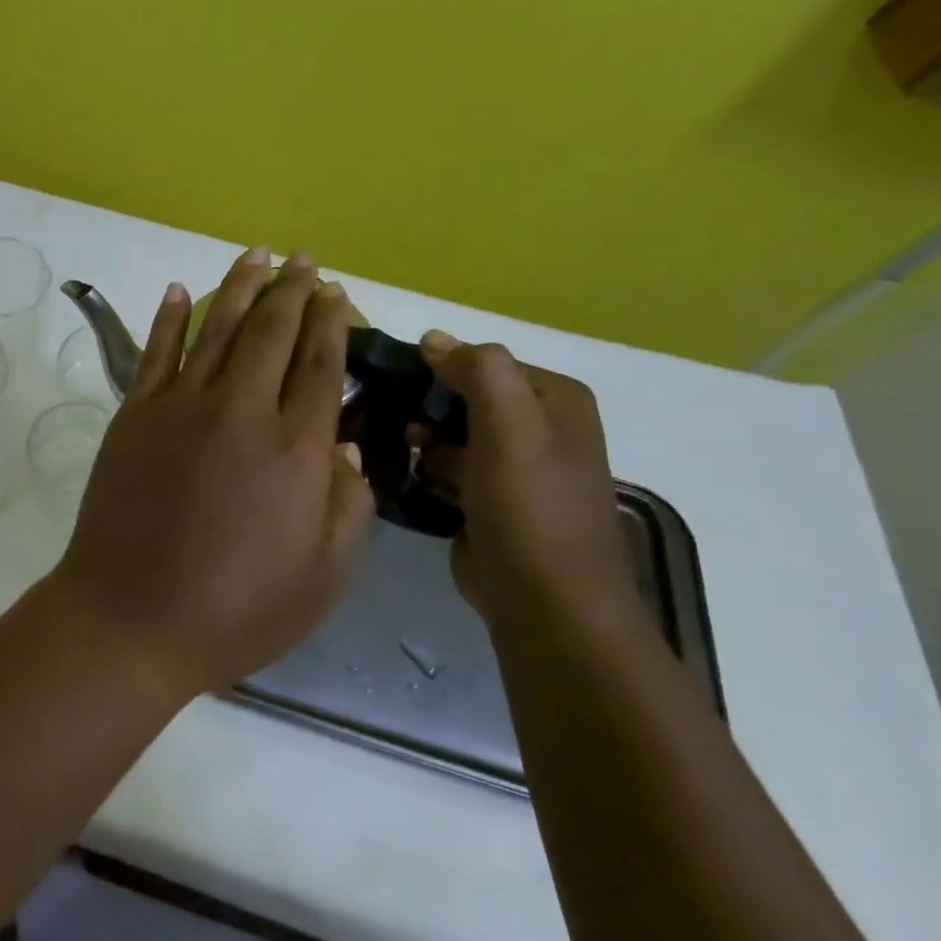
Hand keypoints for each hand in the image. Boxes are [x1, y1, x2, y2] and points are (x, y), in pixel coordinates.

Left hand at [53, 248, 376, 698]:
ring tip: (256, 254)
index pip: (319, 364)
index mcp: (295, 448)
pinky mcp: (135, 414)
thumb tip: (348, 445)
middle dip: (291, 290)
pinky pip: (156, 351)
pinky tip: (180, 289)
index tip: (335, 292)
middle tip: (303, 261)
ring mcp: (180, 406)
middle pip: (271, 332)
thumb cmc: (236, 609)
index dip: (330, 321)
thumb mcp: (322, 578)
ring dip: (238, 287)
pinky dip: (170, 316)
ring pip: (216, 328)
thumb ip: (348, 505)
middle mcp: (241, 410)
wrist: (131, 617)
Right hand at [411, 331, 640, 627]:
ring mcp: (513, 468)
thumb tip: (434, 338)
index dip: (439, 367)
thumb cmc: (529, 505)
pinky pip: (447, 469)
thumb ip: (478, 370)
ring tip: (392, 446)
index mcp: (554, 401)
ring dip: (420, 438)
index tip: (393, 380)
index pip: (485, 362)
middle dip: (426, 404)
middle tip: (386, 416)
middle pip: (467, 397)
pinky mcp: (488, 502)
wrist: (544, 602)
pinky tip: (402, 474)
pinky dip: (424, 469)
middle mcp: (539, 429)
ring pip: (452, 433)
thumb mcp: (510, 424)